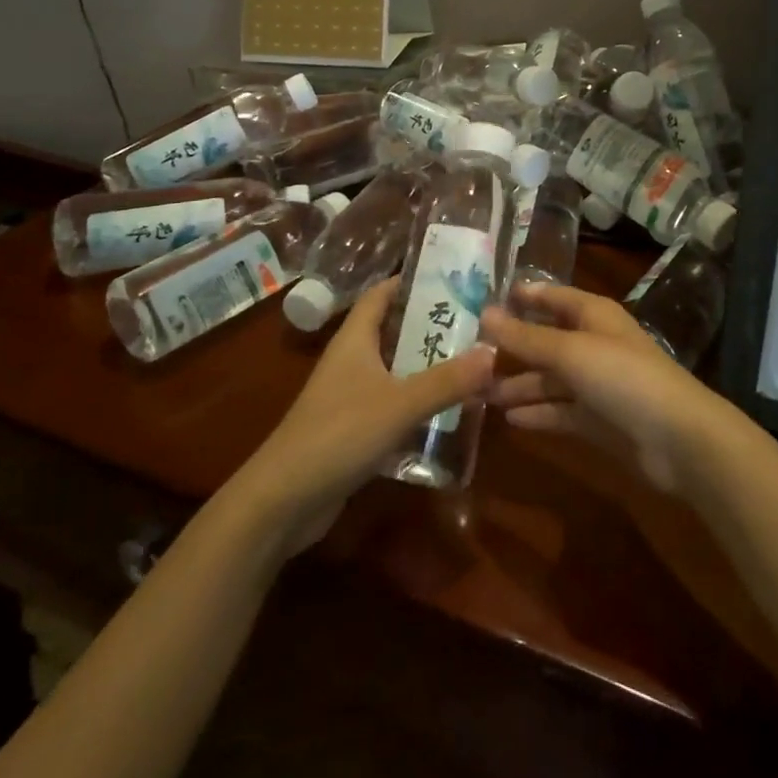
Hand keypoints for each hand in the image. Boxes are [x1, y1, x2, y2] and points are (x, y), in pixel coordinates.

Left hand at [229, 277, 495, 554]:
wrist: (283, 500)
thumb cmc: (338, 434)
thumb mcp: (399, 404)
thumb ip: (447, 380)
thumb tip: (494, 351)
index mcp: (355, 339)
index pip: (382, 293)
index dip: (412, 280)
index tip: (453, 277)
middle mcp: (352, 360)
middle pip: (394, 330)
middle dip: (432, 324)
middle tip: (477, 322)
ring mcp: (351, 395)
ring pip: (396, 368)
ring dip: (429, 365)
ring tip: (473, 361)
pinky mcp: (354, 429)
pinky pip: (393, 403)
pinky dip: (419, 401)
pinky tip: (450, 409)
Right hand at [481, 281, 729, 496]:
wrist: (678, 439)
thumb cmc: (623, 377)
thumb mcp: (570, 351)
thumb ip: (526, 336)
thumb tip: (484, 313)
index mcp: (592, 315)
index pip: (551, 296)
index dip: (520, 297)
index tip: (481, 302)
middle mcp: (593, 344)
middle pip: (545, 340)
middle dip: (510, 348)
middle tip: (467, 356)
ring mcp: (596, 384)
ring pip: (548, 379)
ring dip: (517, 385)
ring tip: (477, 394)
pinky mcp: (598, 420)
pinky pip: (559, 410)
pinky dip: (536, 413)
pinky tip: (508, 419)